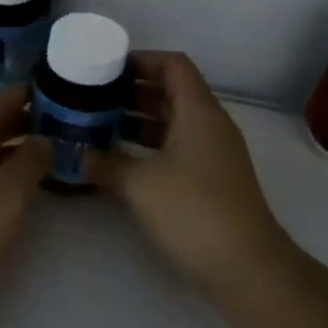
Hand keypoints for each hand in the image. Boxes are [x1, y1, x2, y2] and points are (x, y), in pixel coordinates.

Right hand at [97, 52, 295, 305]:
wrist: (246, 266)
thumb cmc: (193, 210)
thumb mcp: (141, 184)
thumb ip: (108, 164)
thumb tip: (81, 156)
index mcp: (198, 111)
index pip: (173, 65)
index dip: (141, 60)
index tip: (107, 68)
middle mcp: (210, 124)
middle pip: (172, 92)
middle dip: (132, 92)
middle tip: (95, 98)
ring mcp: (213, 153)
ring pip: (173, 122)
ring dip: (139, 121)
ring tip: (100, 127)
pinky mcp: (212, 179)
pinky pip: (177, 147)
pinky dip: (150, 147)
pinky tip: (122, 161)